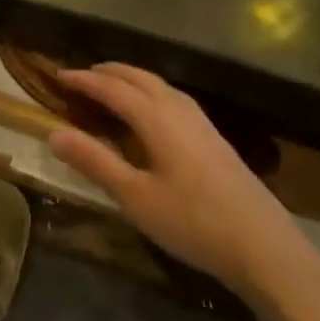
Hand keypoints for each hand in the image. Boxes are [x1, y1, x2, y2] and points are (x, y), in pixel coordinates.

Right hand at [48, 64, 319, 314]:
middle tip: (82, 76)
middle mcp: (181, 112)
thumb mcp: (135, 196)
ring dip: (133, 80)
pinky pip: (175, 101)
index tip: (58, 76)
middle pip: (141, 79)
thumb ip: (95, 162)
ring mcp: (203, 126)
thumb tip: (54, 133)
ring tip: (112, 87)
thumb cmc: (193, 222)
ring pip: (162, 87)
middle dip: (109, 72)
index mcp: (158, 120)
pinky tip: (153, 115)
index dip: (84, 81)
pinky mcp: (216, 141)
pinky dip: (152, 94)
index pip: (113, 89)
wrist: (265, 248)